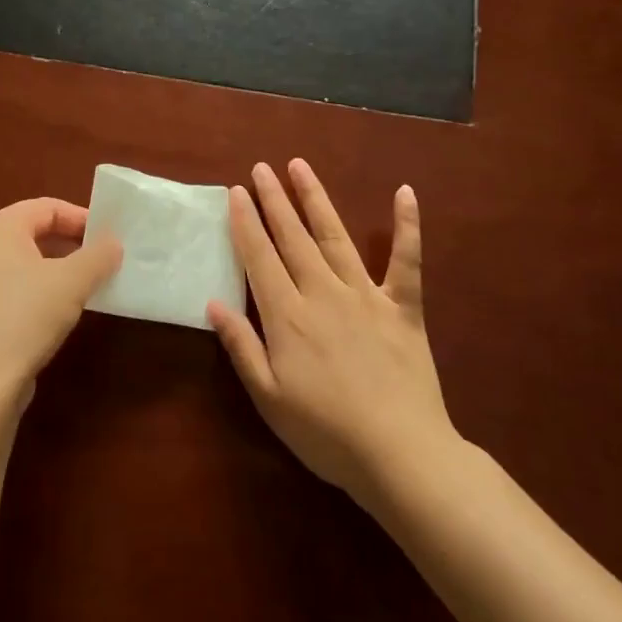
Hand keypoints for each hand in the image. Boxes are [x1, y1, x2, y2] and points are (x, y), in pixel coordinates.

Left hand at [0, 197, 122, 410]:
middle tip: (105, 259)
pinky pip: (18, 288)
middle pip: (35, 232)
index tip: (111, 237)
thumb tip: (114, 243)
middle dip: (73, 243)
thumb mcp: (71, 282)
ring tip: (91, 285)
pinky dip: (44, 291)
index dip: (82, 218)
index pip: (47, 207)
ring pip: (28, 262)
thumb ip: (98, 256)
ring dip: (61, 269)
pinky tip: (64, 312)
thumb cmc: (24, 317)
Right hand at [207, 159, 456, 504]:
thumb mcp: (268, 397)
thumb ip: (241, 345)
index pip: (259, 257)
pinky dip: (408, 226)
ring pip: (335, 236)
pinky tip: (404, 192)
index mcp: (288, 315)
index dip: (246, 222)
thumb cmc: (325, 433)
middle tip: (261, 167)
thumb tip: (213, 301)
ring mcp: (366, 295)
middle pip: (292, 237)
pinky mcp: (403, 307)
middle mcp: (323, 292)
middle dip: (274, 200)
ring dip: (316, 199)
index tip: (236, 192)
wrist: (400, 455)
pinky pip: (407, 261)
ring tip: (300, 166)